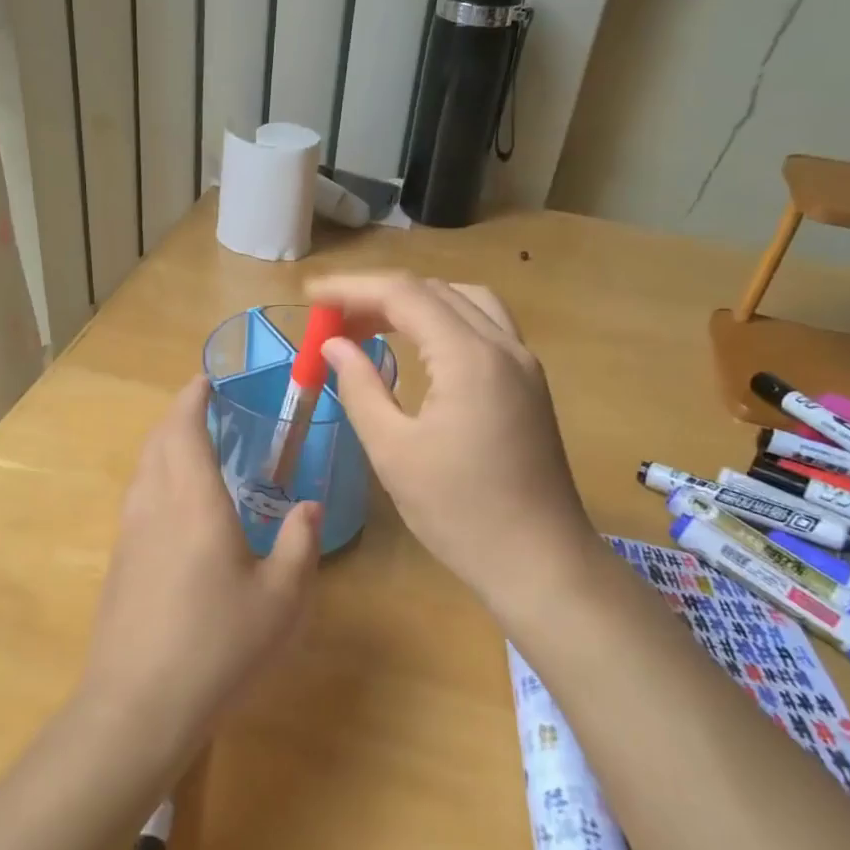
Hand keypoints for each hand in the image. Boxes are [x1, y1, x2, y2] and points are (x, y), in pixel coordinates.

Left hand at [78, 376, 323, 755]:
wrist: (137, 706)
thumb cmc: (218, 645)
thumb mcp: (282, 598)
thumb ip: (300, 544)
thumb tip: (309, 506)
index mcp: (193, 501)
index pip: (184, 428)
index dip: (193, 398)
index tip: (207, 380)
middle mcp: (154, 505)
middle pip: (157, 441)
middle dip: (178, 416)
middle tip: (206, 408)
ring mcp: (129, 534)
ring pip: (142, 469)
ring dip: (164, 446)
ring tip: (193, 449)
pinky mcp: (118, 563)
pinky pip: (137, 498)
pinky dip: (155, 478)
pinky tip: (176, 508)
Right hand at [306, 273, 598, 613]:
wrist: (539, 561)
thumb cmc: (459, 512)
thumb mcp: (393, 451)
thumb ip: (360, 387)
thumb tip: (334, 344)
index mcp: (469, 357)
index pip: (403, 294)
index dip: (351, 288)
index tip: (309, 295)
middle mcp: (503, 345)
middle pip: (434, 291)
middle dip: (378, 296)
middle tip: (332, 319)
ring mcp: (523, 363)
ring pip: (464, 302)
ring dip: (414, 303)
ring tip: (370, 325)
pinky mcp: (529, 384)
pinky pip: (483, 327)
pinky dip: (443, 321)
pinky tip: (418, 348)